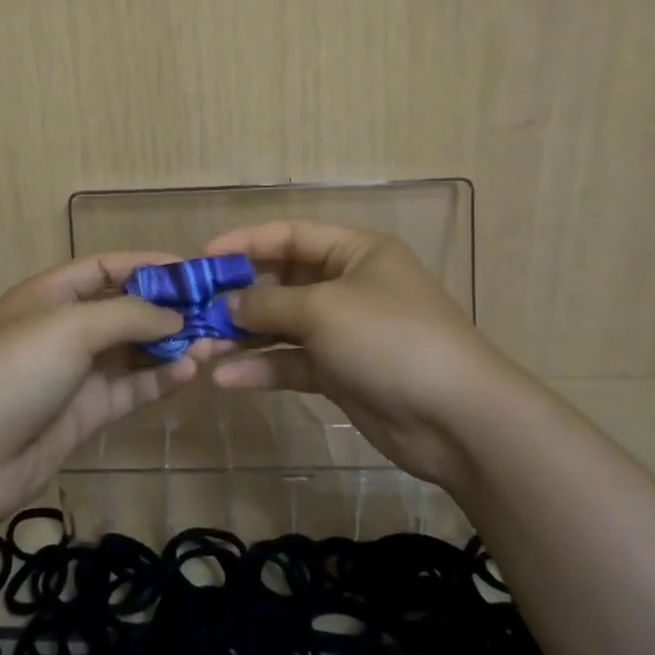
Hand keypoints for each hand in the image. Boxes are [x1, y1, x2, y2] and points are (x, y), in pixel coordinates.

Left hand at [0, 252, 210, 530]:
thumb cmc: (15, 371)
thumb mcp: (71, 327)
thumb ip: (130, 315)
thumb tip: (178, 317)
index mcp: (51, 294)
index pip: (107, 267)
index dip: (149, 265)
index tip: (194, 271)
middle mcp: (65, 327)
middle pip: (125, 309)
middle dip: (169, 310)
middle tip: (216, 315)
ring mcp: (75, 372)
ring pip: (133, 351)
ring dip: (171, 346)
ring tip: (213, 346)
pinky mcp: (85, 412)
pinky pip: (130, 388)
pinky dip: (158, 380)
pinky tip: (189, 373)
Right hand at [205, 221, 519, 486]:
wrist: (457, 419)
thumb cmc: (389, 338)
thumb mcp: (323, 309)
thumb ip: (268, 303)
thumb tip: (228, 304)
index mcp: (355, 252)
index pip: (291, 235)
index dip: (246, 242)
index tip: (204, 257)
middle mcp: (349, 286)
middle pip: (283, 281)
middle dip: (240, 295)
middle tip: (196, 309)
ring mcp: (345, 332)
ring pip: (284, 326)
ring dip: (245, 336)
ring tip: (203, 347)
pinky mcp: (342, 373)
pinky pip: (294, 363)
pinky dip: (264, 369)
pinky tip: (227, 379)